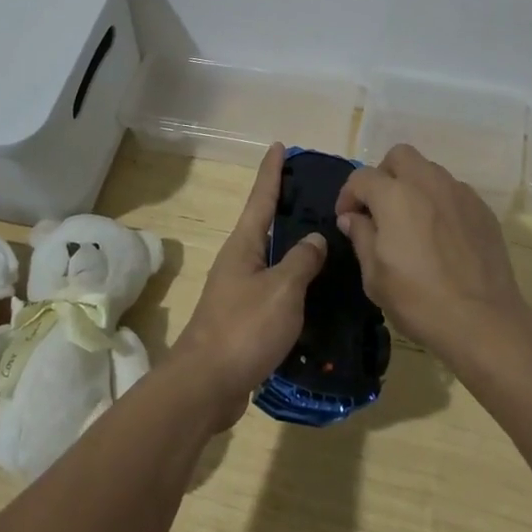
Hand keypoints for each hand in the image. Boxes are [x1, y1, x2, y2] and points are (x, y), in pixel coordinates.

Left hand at [168, 143, 325, 429]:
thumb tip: (314, 238)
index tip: (279, 146)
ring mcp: (239, 291)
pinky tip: (316, 292)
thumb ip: (301, 261)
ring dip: (293, 248)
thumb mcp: (281, 290)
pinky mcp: (245, 320)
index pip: (261, 197)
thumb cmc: (243, 328)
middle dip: (286, 207)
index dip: (272, 171)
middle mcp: (238, 261)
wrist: (206, 385)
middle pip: (264, 225)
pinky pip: (275, 290)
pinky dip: (295, 284)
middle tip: (316, 193)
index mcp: (243, 246)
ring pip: (272, 259)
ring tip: (325, 240)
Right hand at [336, 143, 527, 360]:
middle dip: (384, 175)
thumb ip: (361, 236)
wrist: (483, 321)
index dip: (348, 195)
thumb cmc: (419, 300)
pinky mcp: (482, 209)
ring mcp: (459, 193)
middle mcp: (428, 182)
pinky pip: (454, 192)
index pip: (362, 177)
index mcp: (395, 196)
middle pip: (400, 156)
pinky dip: (440, 202)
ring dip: (414, 186)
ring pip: (429, 171)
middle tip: (380, 208)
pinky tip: (441, 235)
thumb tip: (353, 218)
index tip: (347, 219)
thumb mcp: (374, 276)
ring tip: (412, 221)